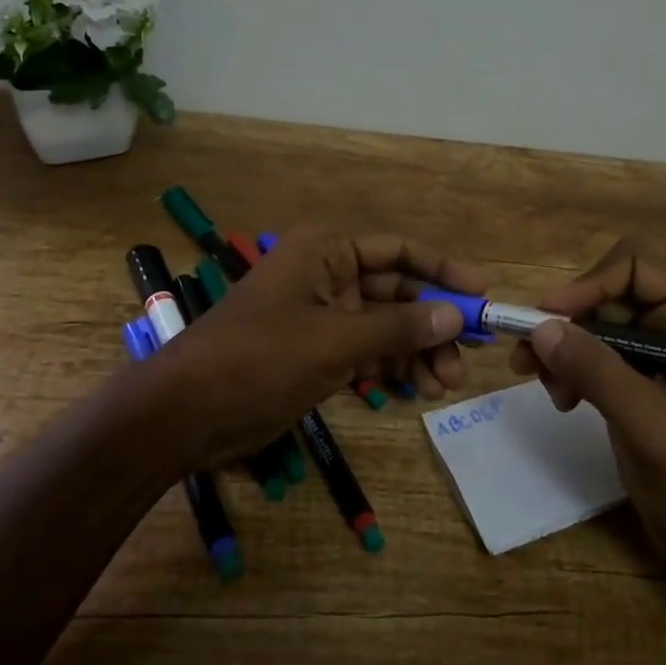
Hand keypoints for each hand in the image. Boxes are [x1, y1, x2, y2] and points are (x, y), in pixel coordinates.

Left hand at [154, 228, 483, 466]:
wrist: (185, 414)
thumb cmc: (258, 358)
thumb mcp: (334, 341)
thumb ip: (397, 328)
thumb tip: (455, 317)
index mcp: (327, 251)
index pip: (399, 251)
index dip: (443, 270)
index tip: (481, 296)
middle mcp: (328, 275)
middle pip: (397, 292)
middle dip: (431, 324)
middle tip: (467, 359)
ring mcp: (323, 316)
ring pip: (386, 327)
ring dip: (416, 352)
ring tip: (443, 386)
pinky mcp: (317, 352)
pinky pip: (367, 352)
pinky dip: (391, 369)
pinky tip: (415, 391)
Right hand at [511, 238, 665, 579]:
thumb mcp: (648, 425)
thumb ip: (598, 371)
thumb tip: (540, 327)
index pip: (634, 266)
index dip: (587, 284)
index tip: (547, 319)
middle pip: (606, 290)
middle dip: (566, 321)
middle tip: (528, 358)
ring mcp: (656, 346)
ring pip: (593, 318)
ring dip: (562, 347)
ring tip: (546, 387)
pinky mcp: (637, 372)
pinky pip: (592, 348)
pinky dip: (569, 366)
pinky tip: (563, 400)